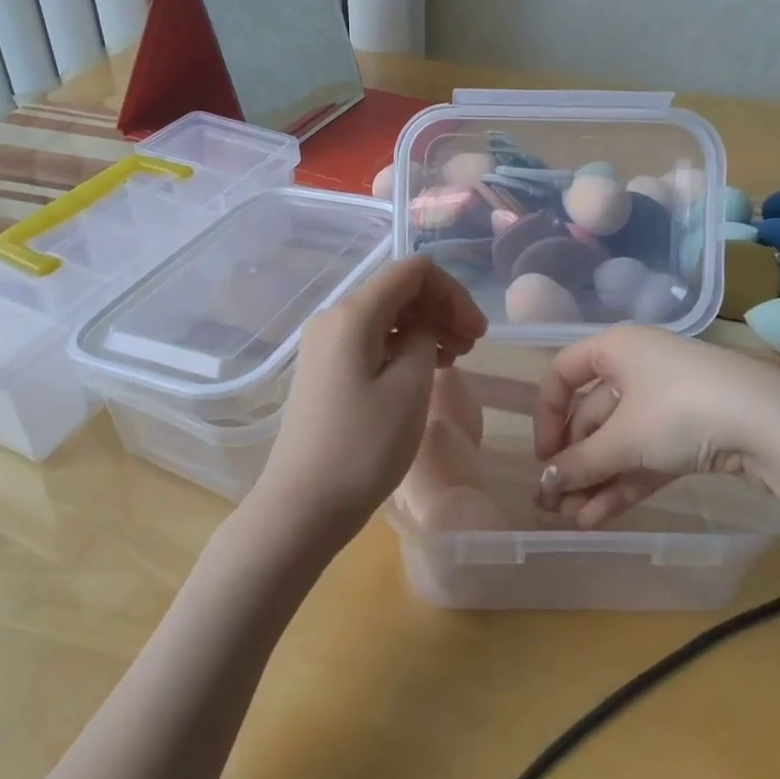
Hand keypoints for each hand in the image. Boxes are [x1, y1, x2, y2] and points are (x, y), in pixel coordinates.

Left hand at [254, 257, 487, 547]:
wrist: (302, 506)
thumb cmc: (362, 447)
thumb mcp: (410, 387)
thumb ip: (425, 338)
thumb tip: (422, 327)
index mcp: (353, 313)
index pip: (412, 272)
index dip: (452, 292)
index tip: (477, 331)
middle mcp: (333, 318)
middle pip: (398, 291)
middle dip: (441, 309)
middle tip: (473, 346)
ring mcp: (325, 344)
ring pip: (386, 316)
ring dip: (425, 327)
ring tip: (455, 358)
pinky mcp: (325, 369)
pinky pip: (371, 340)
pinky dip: (403, 346)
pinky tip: (426, 370)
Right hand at [533, 325, 779, 525]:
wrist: (773, 425)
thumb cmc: (680, 410)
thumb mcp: (624, 439)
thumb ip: (579, 463)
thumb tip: (542, 486)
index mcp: (615, 348)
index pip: (563, 374)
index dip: (547, 415)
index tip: (544, 457)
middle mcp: (637, 367)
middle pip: (592, 414)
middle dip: (572, 461)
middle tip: (552, 503)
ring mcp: (667, 401)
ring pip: (619, 441)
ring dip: (595, 479)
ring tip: (573, 520)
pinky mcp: (691, 432)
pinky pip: (645, 455)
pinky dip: (623, 482)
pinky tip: (600, 517)